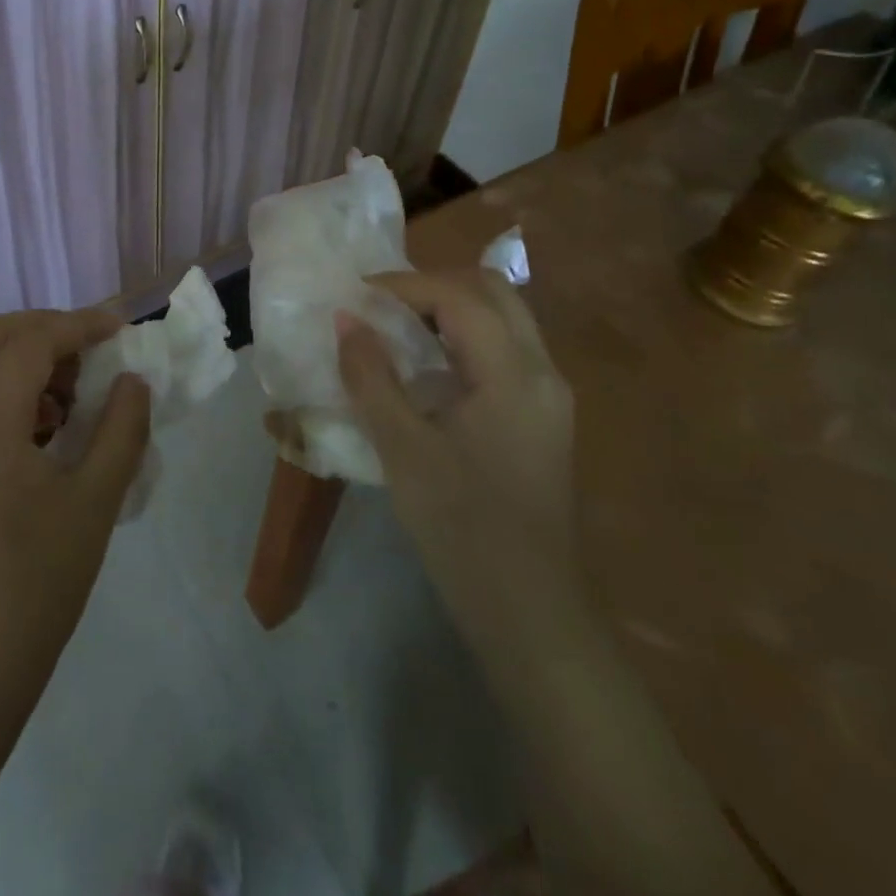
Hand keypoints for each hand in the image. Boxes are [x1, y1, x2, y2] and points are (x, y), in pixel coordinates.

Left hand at [0, 309, 150, 713]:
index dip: (80, 325)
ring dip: (31, 358)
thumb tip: (133, 382)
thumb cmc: (37, 580)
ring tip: (81, 389)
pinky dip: (18, 390)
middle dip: (47, 328)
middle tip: (95, 346)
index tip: (123, 330)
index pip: (32, 342)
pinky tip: (55, 427)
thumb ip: (121, 430)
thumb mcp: (95, 500)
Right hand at [336, 269, 577, 617]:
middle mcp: (543, 371)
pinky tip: (428, 366)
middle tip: (382, 303)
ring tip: (397, 326)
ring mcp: (549, 395)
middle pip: (493, 292)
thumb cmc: (461, 527)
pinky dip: (464, 338)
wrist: (528, 610)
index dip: (404, 285)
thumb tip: (346, 320)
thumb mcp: (403, 448)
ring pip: (503, 319)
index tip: (357, 294)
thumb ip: (371, 377)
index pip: (460, 296)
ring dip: (450, 308)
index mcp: (515, 373)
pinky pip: (505, 350)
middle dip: (433, 285)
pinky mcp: (543, 418)